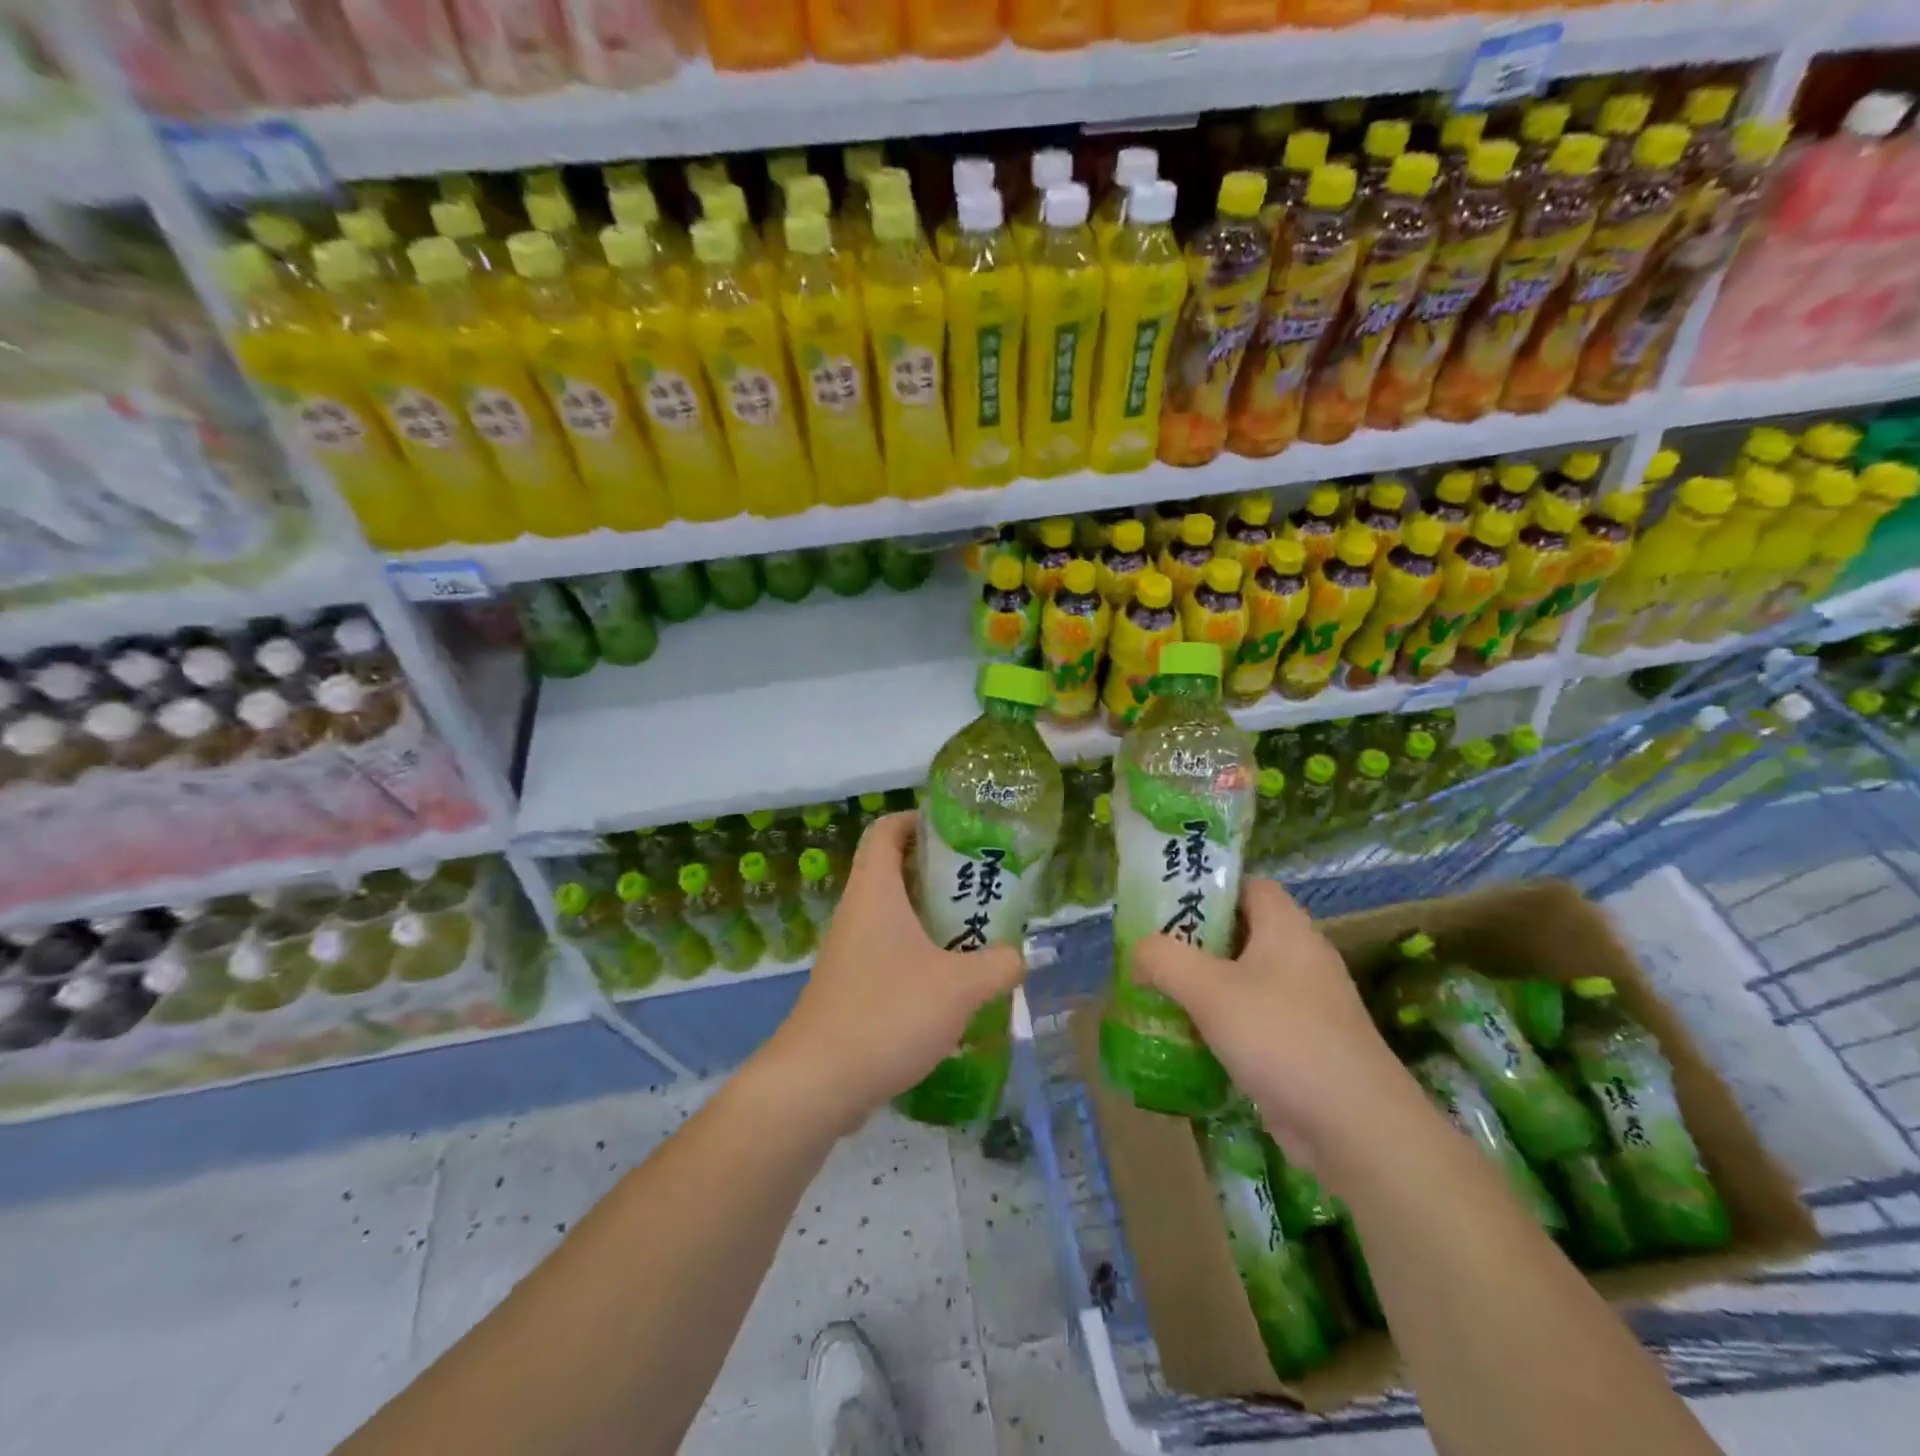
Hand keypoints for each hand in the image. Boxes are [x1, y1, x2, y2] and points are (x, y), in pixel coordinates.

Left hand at [757, 813, 1025, 1133]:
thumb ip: (998, 965)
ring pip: (892, 916)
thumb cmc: (887, 1013)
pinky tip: (949, 984)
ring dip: (930, 918)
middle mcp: (857, 912)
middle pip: (893, 870)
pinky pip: (887, 953)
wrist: (817, 1083)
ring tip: (975, 932)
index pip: (887, 829)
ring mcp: (848, 951)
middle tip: (981, 884)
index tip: (957, 831)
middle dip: (937, 872)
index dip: (918, 819)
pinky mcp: (848, 986)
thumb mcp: (959, 987)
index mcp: (875, 891)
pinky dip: (918, 955)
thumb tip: (1019, 955)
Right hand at [1133, 878, 1424, 1171]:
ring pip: (1245, 979)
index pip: (1248, 887)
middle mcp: (1301, 958)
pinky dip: (1224, 1023)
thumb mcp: (1209, 990)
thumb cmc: (1281, 1038)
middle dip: (1196, 941)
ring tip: (1161, 994)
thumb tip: (1140, 953)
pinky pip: (1255, 1018)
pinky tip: (1191, 1040)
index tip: (1168, 905)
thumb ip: (1164, 959)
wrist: (1356, 1129)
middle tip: (1153, 952)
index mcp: (1287, 928)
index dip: (1210, 889)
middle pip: (1242, 932)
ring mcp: (1307, 1004)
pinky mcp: (1305, 1045)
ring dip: (1205, 986)